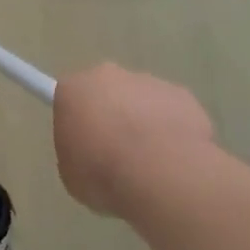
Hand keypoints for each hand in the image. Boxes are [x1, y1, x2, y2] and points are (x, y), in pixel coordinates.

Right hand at [53, 63, 215, 218]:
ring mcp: (148, 82)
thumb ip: (76, 153)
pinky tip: (175, 162)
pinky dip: (172, 132)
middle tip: (116, 154)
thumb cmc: (103, 173)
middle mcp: (108, 76)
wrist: (161, 173)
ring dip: (143, 124)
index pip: (68, 97)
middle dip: (111, 116)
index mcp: (73, 89)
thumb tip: (92, 152)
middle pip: (106, 92)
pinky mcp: (181, 95)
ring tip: (151, 165)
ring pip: (142, 101)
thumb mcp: (71, 174)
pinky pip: (172, 112)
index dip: (77, 121)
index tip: (85, 143)